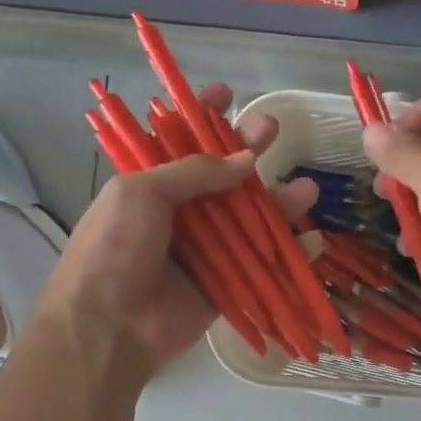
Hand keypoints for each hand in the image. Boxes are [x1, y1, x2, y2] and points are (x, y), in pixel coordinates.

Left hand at [38, 85, 312, 374]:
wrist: (108, 326)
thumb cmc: (114, 248)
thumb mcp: (141, 192)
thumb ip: (194, 172)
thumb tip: (247, 160)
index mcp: (151, 186)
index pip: (179, 142)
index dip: (201, 117)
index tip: (227, 94)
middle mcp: (180, 214)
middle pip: (223, 176)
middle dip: (249, 150)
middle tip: (274, 128)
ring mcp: (204, 250)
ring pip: (249, 219)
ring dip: (278, 202)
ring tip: (308, 189)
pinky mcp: (224, 285)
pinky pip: (261, 264)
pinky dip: (288, 253)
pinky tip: (312, 239)